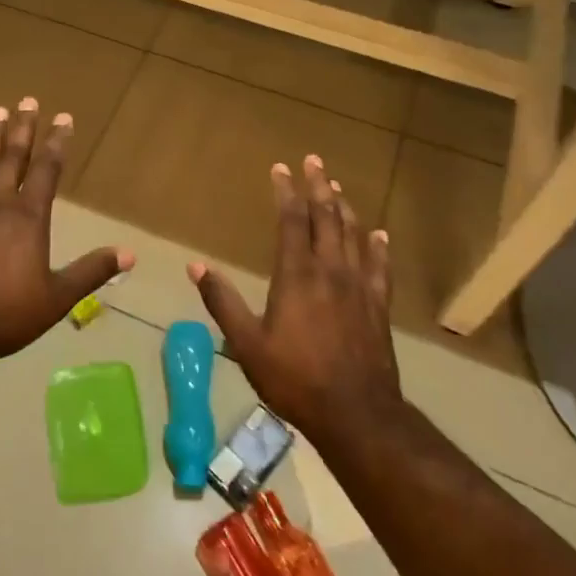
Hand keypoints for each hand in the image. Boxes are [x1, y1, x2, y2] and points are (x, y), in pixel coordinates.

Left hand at [0, 97, 130, 367]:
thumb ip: (90, 272)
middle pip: (13, 157)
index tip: (63, 117)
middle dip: (23, 128)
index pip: (47, 170)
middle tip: (27, 100)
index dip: (56, 142)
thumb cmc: (1, 315)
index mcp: (28, 217)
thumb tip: (130, 254)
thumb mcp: (55, 299)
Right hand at [190, 155, 402, 447]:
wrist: (357, 414)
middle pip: (327, 217)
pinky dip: (378, 245)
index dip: (286, 192)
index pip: (292, 221)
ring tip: (337, 187)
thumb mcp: (247, 344)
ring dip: (344, 207)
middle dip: (318, 186)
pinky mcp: (378, 305)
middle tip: (314, 160)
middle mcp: (330, 270)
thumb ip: (222, 302)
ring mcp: (359, 286)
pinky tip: (379, 234)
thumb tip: (195, 266)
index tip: (281, 168)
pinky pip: (380, 266)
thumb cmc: (295, 378)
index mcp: (297, 275)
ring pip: (353, 234)